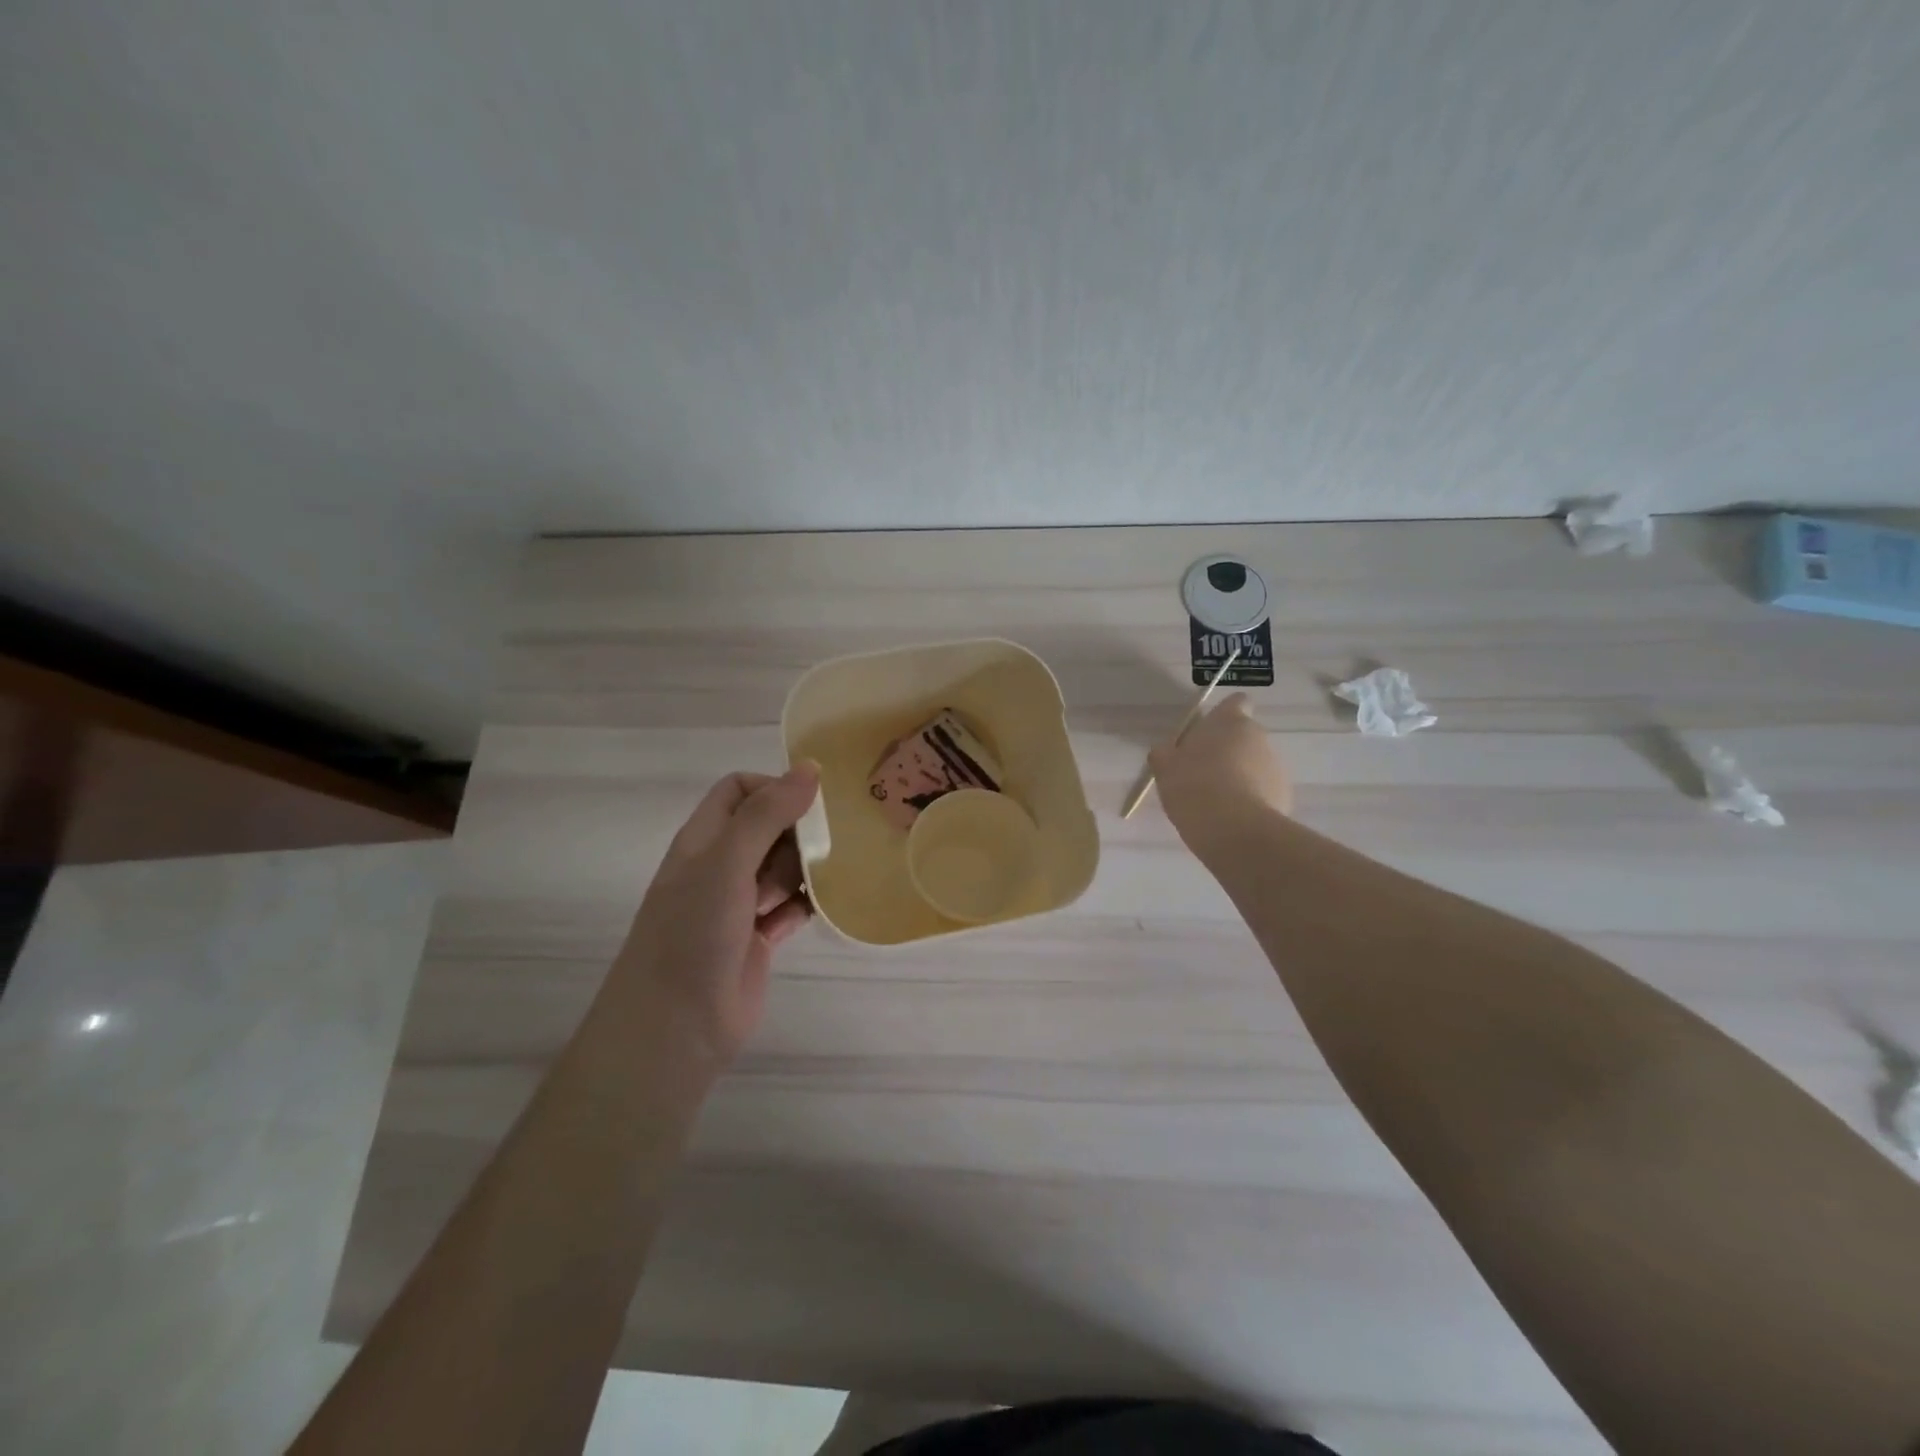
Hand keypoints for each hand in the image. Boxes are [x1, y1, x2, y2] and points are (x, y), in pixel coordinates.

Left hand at [617, 764, 819, 1066]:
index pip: (739, 790)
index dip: (774, 788)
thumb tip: (810, 767)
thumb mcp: (727, 862)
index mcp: (704, 839)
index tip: (809, 806)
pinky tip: (827, 906)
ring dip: (807, 868)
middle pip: (768, 827)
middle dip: (798, 831)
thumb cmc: (693, 932)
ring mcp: (739, 904)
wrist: (676, 1025)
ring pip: (783, 867)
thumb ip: (767, 814)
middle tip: (825, 847)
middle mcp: (721, 866)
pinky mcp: (759, 937)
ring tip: (830, 876)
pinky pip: (792, 906)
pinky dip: (808, 903)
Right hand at [1148, 693, 1292, 853]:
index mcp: (1230, 721)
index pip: (1236, 702)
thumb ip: (1165, 753)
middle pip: (1244, 736)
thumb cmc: (1194, 786)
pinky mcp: (1285, 795)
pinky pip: (1264, 791)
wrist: (1233, 829)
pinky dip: (1252, 799)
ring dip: (1241, 776)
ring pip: (1256, 765)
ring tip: (1217, 801)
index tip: (1208, 734)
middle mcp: (1259, 737)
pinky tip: (1232, 818)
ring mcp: (1276, 766)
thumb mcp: (1165, 767)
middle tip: (1203, 773)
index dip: (1224, 715)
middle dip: (1228, 750)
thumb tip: (1167, 751)